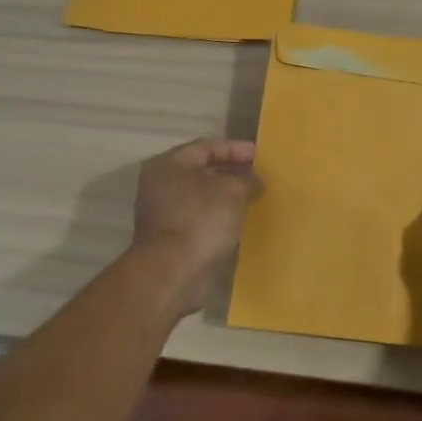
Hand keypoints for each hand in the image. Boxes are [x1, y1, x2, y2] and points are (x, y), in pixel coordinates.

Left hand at [132, 138, 262, 313]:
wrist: (173, 273)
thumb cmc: (200, 220)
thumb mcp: (232, 190)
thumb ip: (247, 178)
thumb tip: (254, 180)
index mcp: (168, 165)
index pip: (206, 147)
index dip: (235, 149)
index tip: (260, 156)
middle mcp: (161, 186)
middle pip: (202, 171)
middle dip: (232, 172)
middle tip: (259, 175)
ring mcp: (164, 213)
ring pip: (202, 196)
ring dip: (227, 196)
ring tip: (254, 197)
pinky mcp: (172, 238)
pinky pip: (201, 218)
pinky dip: (220, 216)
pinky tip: (240, 220)